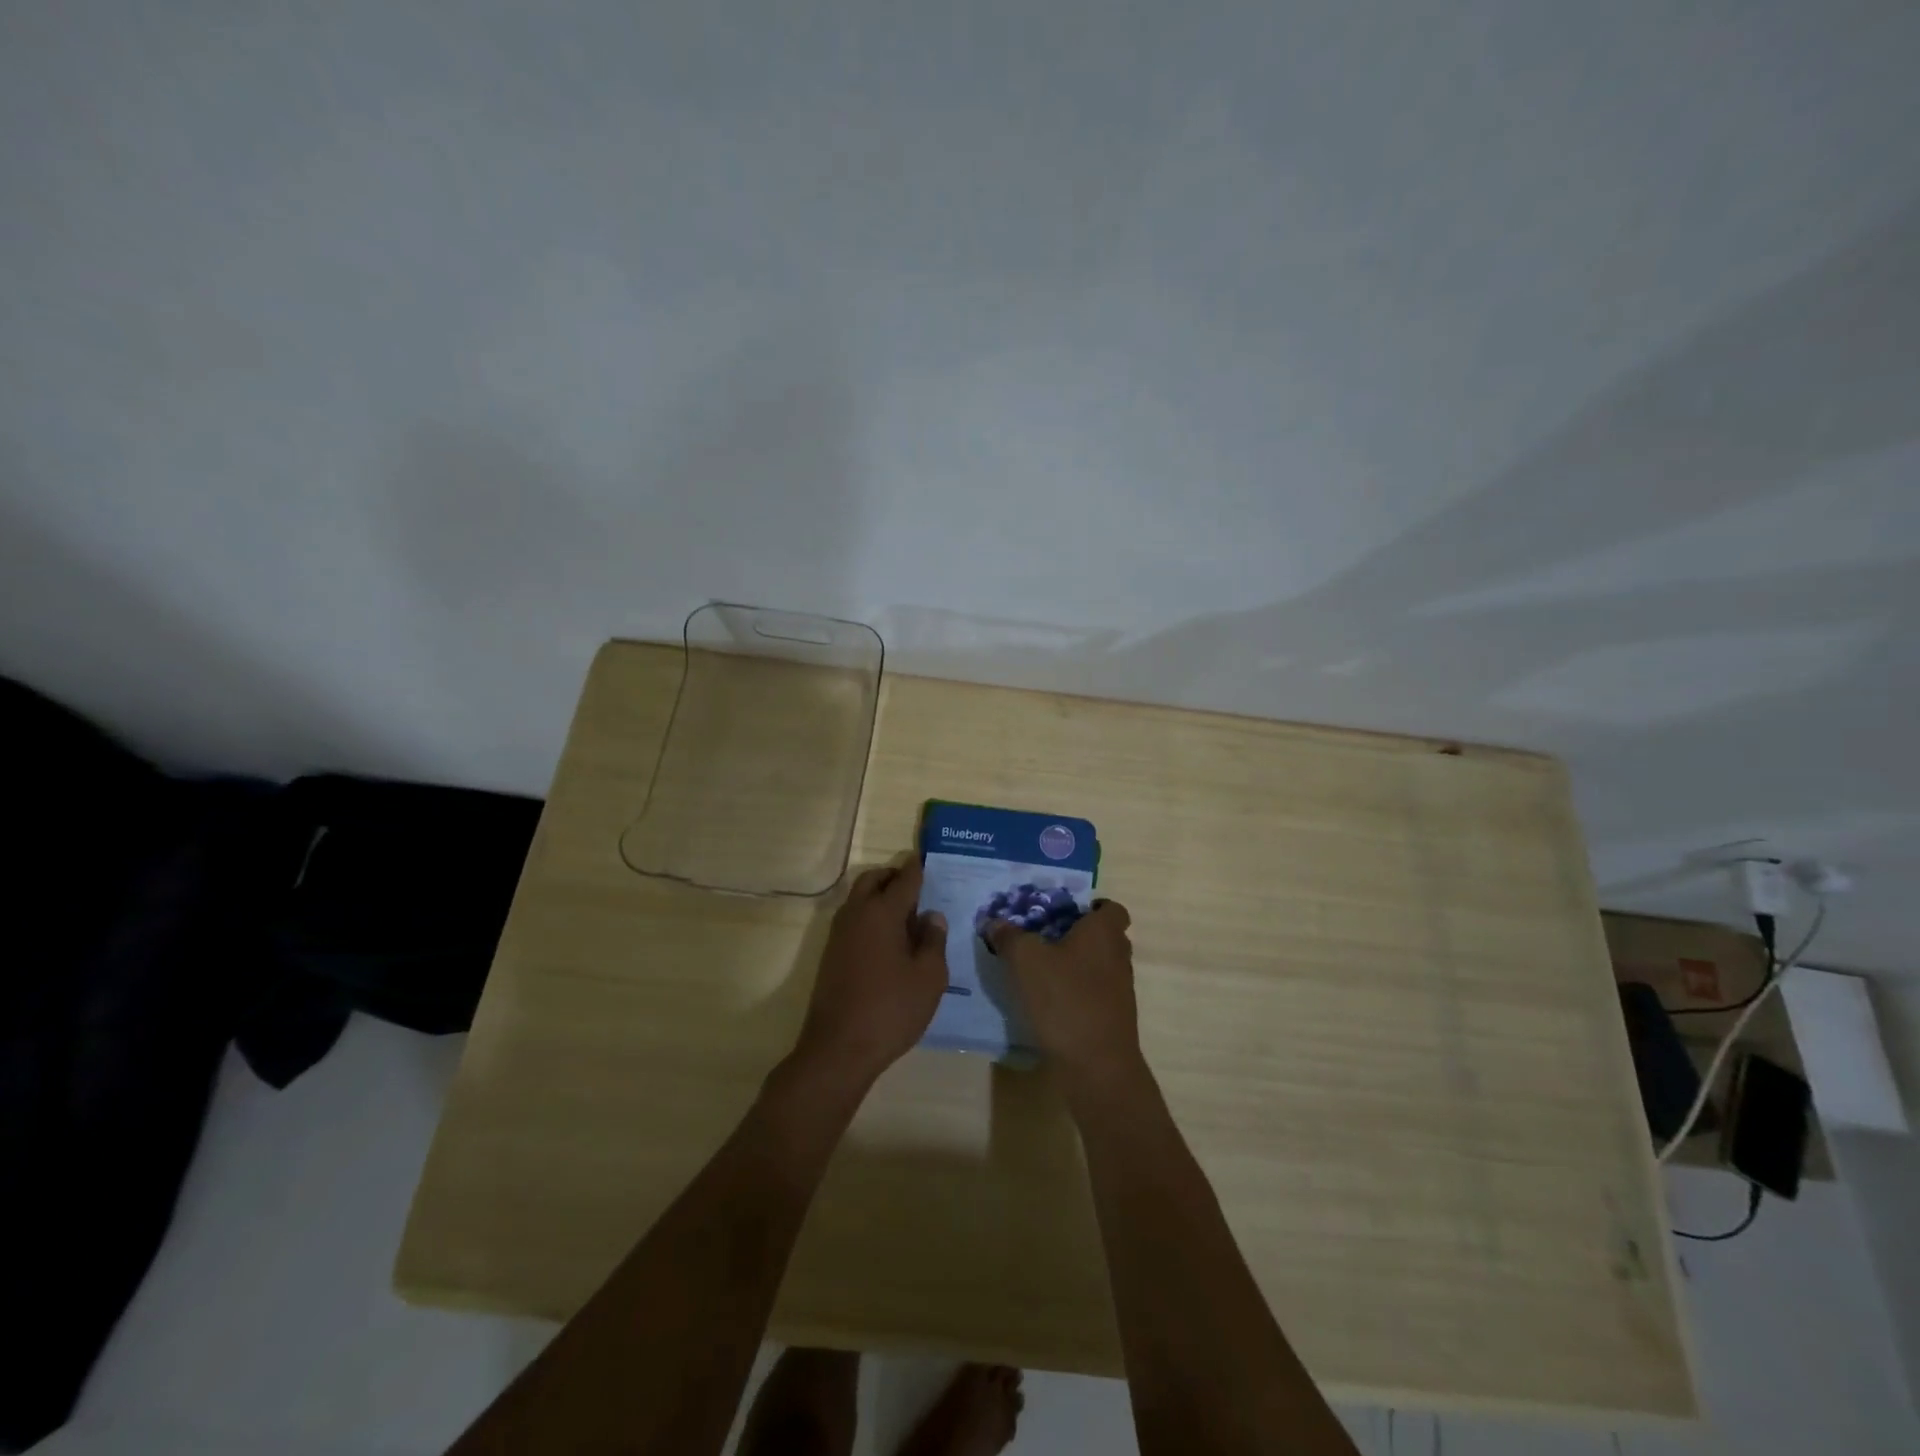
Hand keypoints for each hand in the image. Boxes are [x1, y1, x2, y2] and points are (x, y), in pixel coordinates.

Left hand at [794, 856, 949, 1087]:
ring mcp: (839, 934)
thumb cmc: (891, 1009)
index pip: (904, 880)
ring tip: (906, 913)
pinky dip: (870, 915)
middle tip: (916, 886)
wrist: (839, 1048)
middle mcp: (857, 914)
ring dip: (879, 895)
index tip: (925, 859)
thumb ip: (933, 941)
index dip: (917, 869)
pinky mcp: (831, 954)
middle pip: (873, 880)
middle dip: (893, 876)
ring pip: (859, 898)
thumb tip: (931, 916)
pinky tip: (888, 939)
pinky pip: (853, 919)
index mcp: (882, 912)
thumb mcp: (929, 977)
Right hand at [986, 901, 1145, 1104]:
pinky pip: (1095, 993)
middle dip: (1077, 935)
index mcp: (1104, 933)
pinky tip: (1049, 1001)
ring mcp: (1120, 990)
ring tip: (1040, 969)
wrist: (1096, 1066)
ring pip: (1099, 965)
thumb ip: (1009, 937)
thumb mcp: (1025, 960)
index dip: (1091, 907)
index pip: (1111, 908)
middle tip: (1043, 937)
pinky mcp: (1113, 1018)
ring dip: (1076, 965)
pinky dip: (1076, 991)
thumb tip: (994, 922)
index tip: (1063, 913)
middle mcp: (1118, 956)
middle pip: (1104, 936)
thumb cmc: (1065, 999)